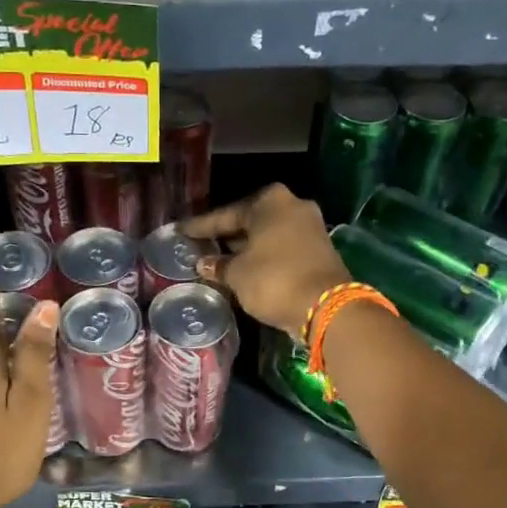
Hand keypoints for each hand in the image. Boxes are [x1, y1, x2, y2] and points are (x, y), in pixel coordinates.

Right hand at [183, 184, 350, 336]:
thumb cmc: (273, 279)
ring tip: (219, 259)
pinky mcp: (318, 249)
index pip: (226, 214)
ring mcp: (309, 226)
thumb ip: (219, 265)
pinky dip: (263, 256)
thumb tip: (204, 263)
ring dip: (245, 247)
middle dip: (226, 235)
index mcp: (269, 201)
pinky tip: (245, 268)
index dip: (201, 226)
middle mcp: (292, 205)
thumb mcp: (237, 274)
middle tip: (200, 245)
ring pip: (267, 235)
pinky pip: (281, 248)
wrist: (325, 306)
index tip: (180, 231)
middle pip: (250, 221)